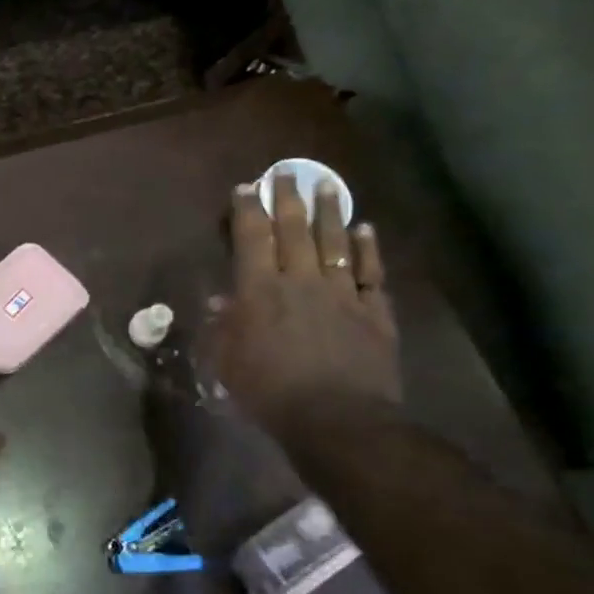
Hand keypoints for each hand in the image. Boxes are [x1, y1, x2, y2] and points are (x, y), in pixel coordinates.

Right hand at [213, 173, 400, 443]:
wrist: (337, 420)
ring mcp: (342, 293)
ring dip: (330, 212)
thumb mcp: (228, 363)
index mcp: (260, 291)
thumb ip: (222, 328)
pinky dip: (367, 248)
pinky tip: (366, 229)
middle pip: (294, 230)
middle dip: (288, 199)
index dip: (247, 210)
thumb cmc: (270, 392)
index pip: (252, 238)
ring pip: (334, 242)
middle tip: (286, 173)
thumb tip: (219, 302)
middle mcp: (301, 281)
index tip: (246, 188)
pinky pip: (370, 272)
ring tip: (328, 186)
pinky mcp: (373, 312)